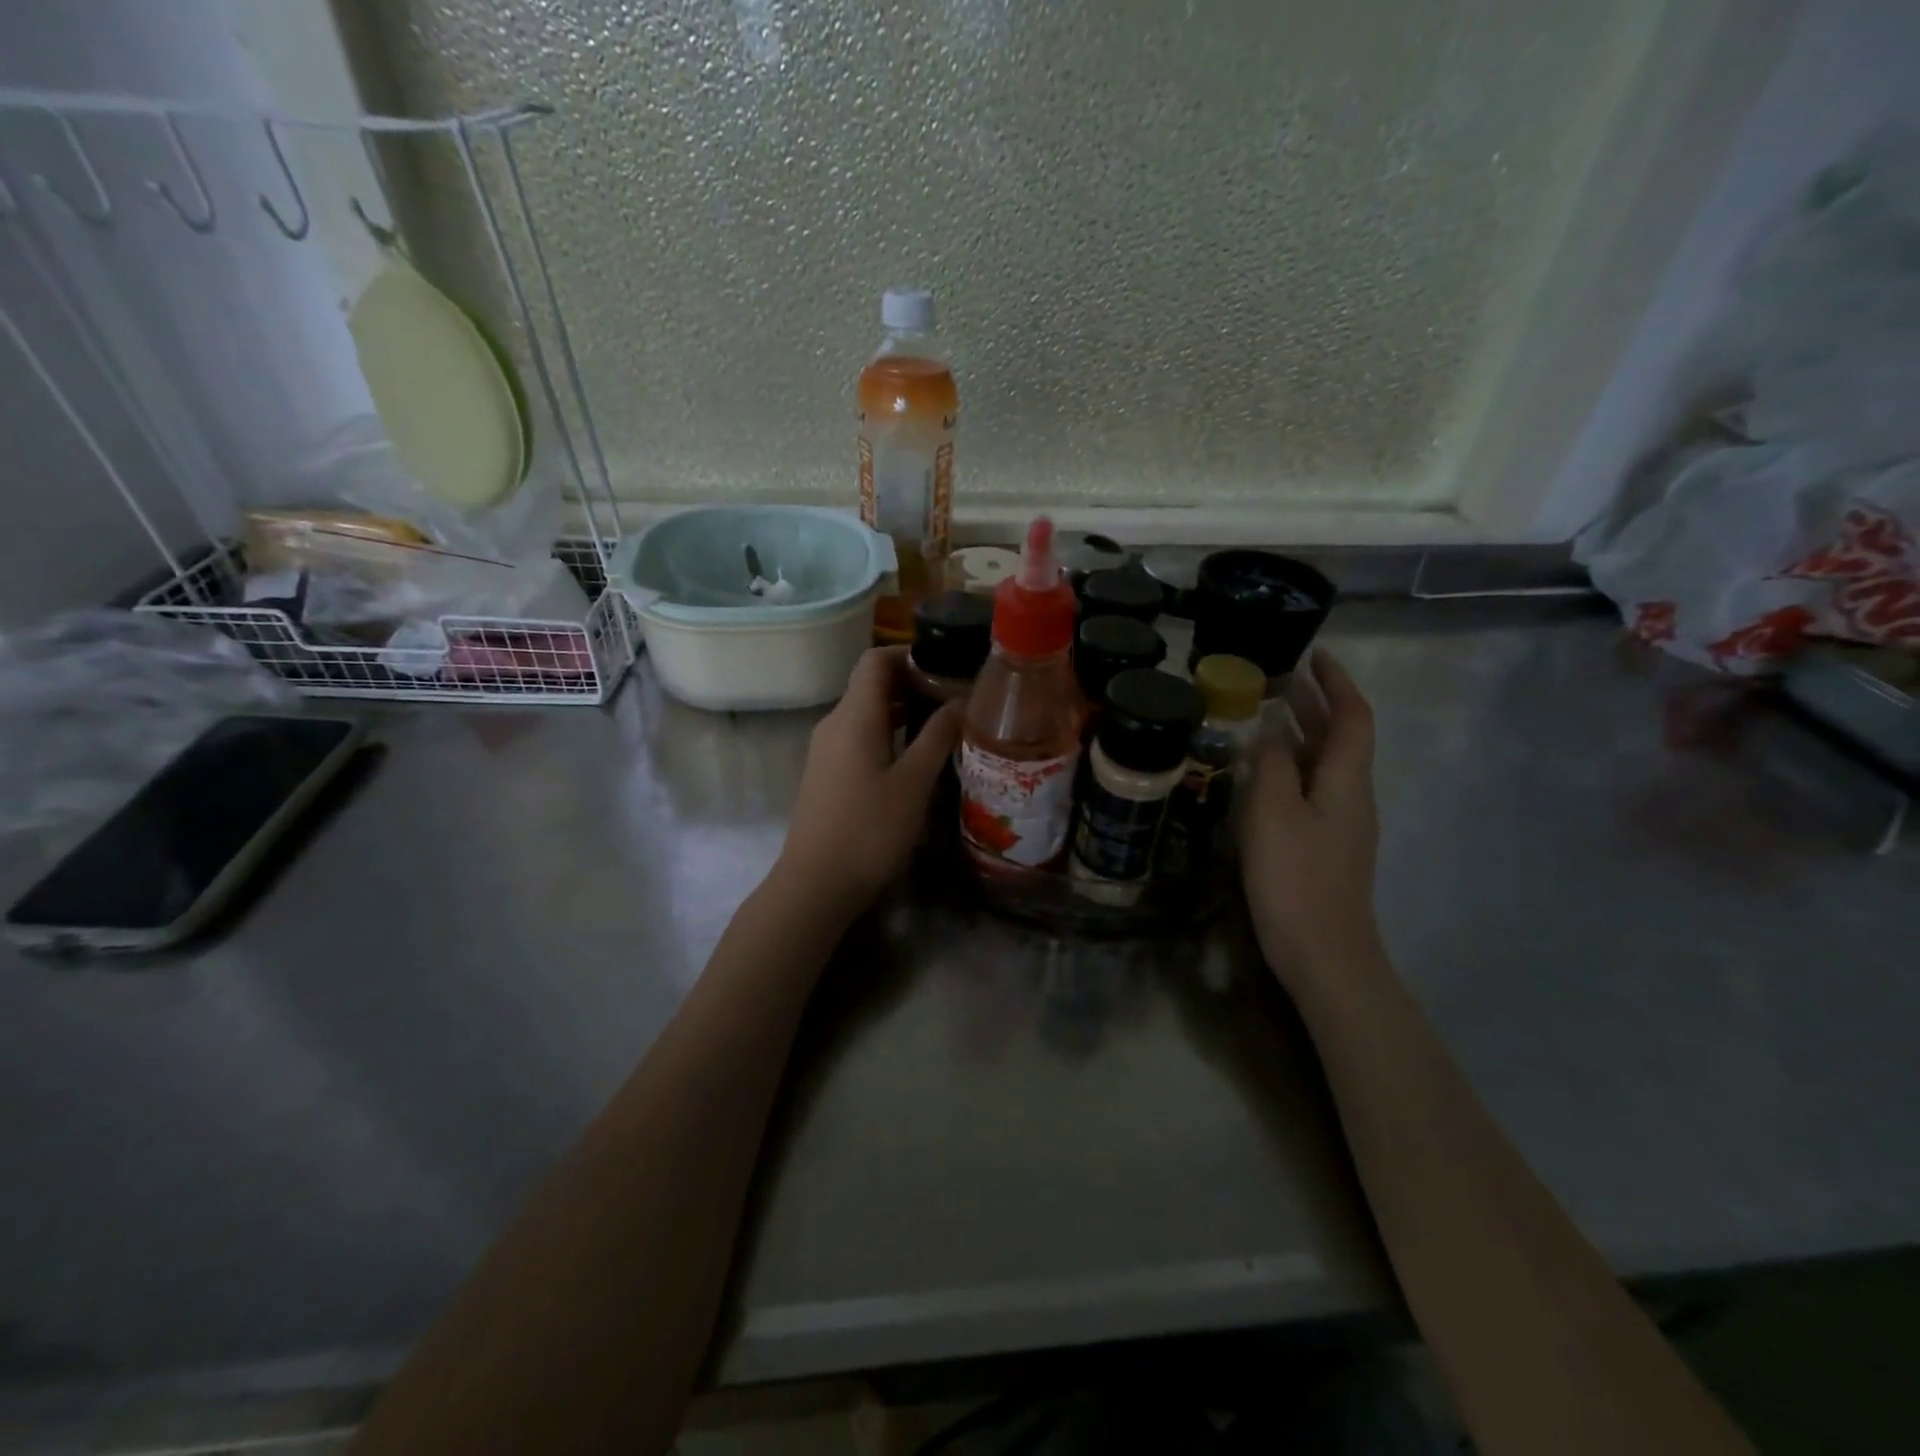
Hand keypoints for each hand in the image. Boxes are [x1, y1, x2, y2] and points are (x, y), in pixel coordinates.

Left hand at [774, 646, 961, 917]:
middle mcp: (834, 724)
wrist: (816, 883)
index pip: (875, 660)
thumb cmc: (870, 830)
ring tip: (942, 725)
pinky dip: (887, 733)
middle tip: (954, 698)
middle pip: (870, 684)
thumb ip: (938, 736)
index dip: (910, 654)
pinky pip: (858, 736)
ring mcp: (826, 750)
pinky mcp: (827, 773)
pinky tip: (914, 756)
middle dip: (912, 683)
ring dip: (902, 710)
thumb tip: (959, 701)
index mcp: (854, 716)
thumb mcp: (914, 783)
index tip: (946, 667)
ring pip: (865, 712)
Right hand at [1239, 649, 1383, 991]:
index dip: (1337, 683)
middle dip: (1316, 704)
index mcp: (1347, 781)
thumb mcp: (1273, 813)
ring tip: (1267, 715)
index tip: (1314, 655)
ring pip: (1326, 764)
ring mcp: (1342, 824)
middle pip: (1341, 738)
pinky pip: (1312, 789)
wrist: (1324, 954)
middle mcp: (1352, 796)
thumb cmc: (1296, 878)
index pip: (1352, 717)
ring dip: (1302, 734)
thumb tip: (1268, 728)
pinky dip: (1292, 767)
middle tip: (1281, 680)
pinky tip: (1264, 773)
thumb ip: (1270, 766)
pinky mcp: (1326, 846)